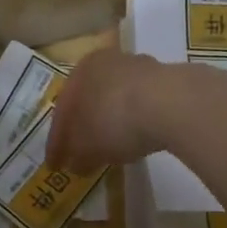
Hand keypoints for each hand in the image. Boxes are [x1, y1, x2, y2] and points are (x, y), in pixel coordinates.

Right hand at [46, 48, 172, 172]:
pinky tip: (139, 138)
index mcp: (80, 71)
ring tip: (113, 148)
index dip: (56, 142)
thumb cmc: (113, 121)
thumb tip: (75, 164)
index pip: (62, 111)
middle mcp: (107, 62)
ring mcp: (140, 67)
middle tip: (82, 153)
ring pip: (117, 99)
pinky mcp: (168, 79)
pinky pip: (143, 104)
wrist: (171, 104)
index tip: (55, 165)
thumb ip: (77, 157)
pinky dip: (136, 121)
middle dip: (85, 127)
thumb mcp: (86, 149)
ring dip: (112, 122)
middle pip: (90, 100)